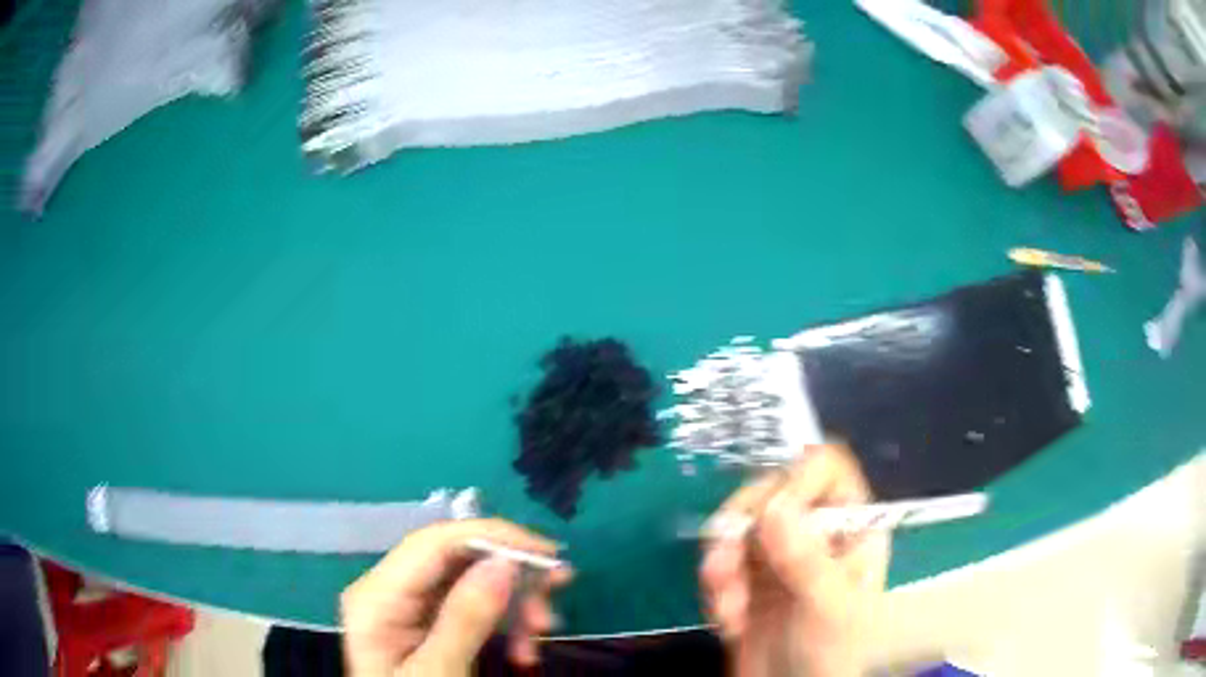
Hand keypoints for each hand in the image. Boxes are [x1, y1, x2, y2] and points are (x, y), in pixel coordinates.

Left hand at [341, 519, 571, 676]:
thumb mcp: (439, 672)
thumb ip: (465, 619)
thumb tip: (504, 562)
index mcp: (376, 597)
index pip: (433, 543)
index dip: (491, 537)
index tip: (547, 553)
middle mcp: (389, 590)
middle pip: (456, 560)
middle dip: (510, 575)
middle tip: (558, 590)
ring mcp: (407, 606)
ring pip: (470, 582)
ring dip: (513, 603)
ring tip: (541, 633)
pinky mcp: (425, 622)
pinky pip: (471, 607)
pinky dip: (503, 623)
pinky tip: (522, 649)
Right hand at [700, 445, 889, 676]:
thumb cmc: (829, 652)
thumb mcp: (829, 608)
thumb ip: (806, 560)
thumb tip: (774, 508)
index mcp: (849, 527)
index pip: (826, 468)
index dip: (795, 479)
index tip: (768, 514)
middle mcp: (812, 529)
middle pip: (769, 490)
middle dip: (742, 530)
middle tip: (725, 565)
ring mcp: (776, 551)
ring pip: (736, 524)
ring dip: (722, 565)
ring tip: (728, 607)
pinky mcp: (745, 574)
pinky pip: (717, 558)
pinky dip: (715, 588)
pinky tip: (727, 620)